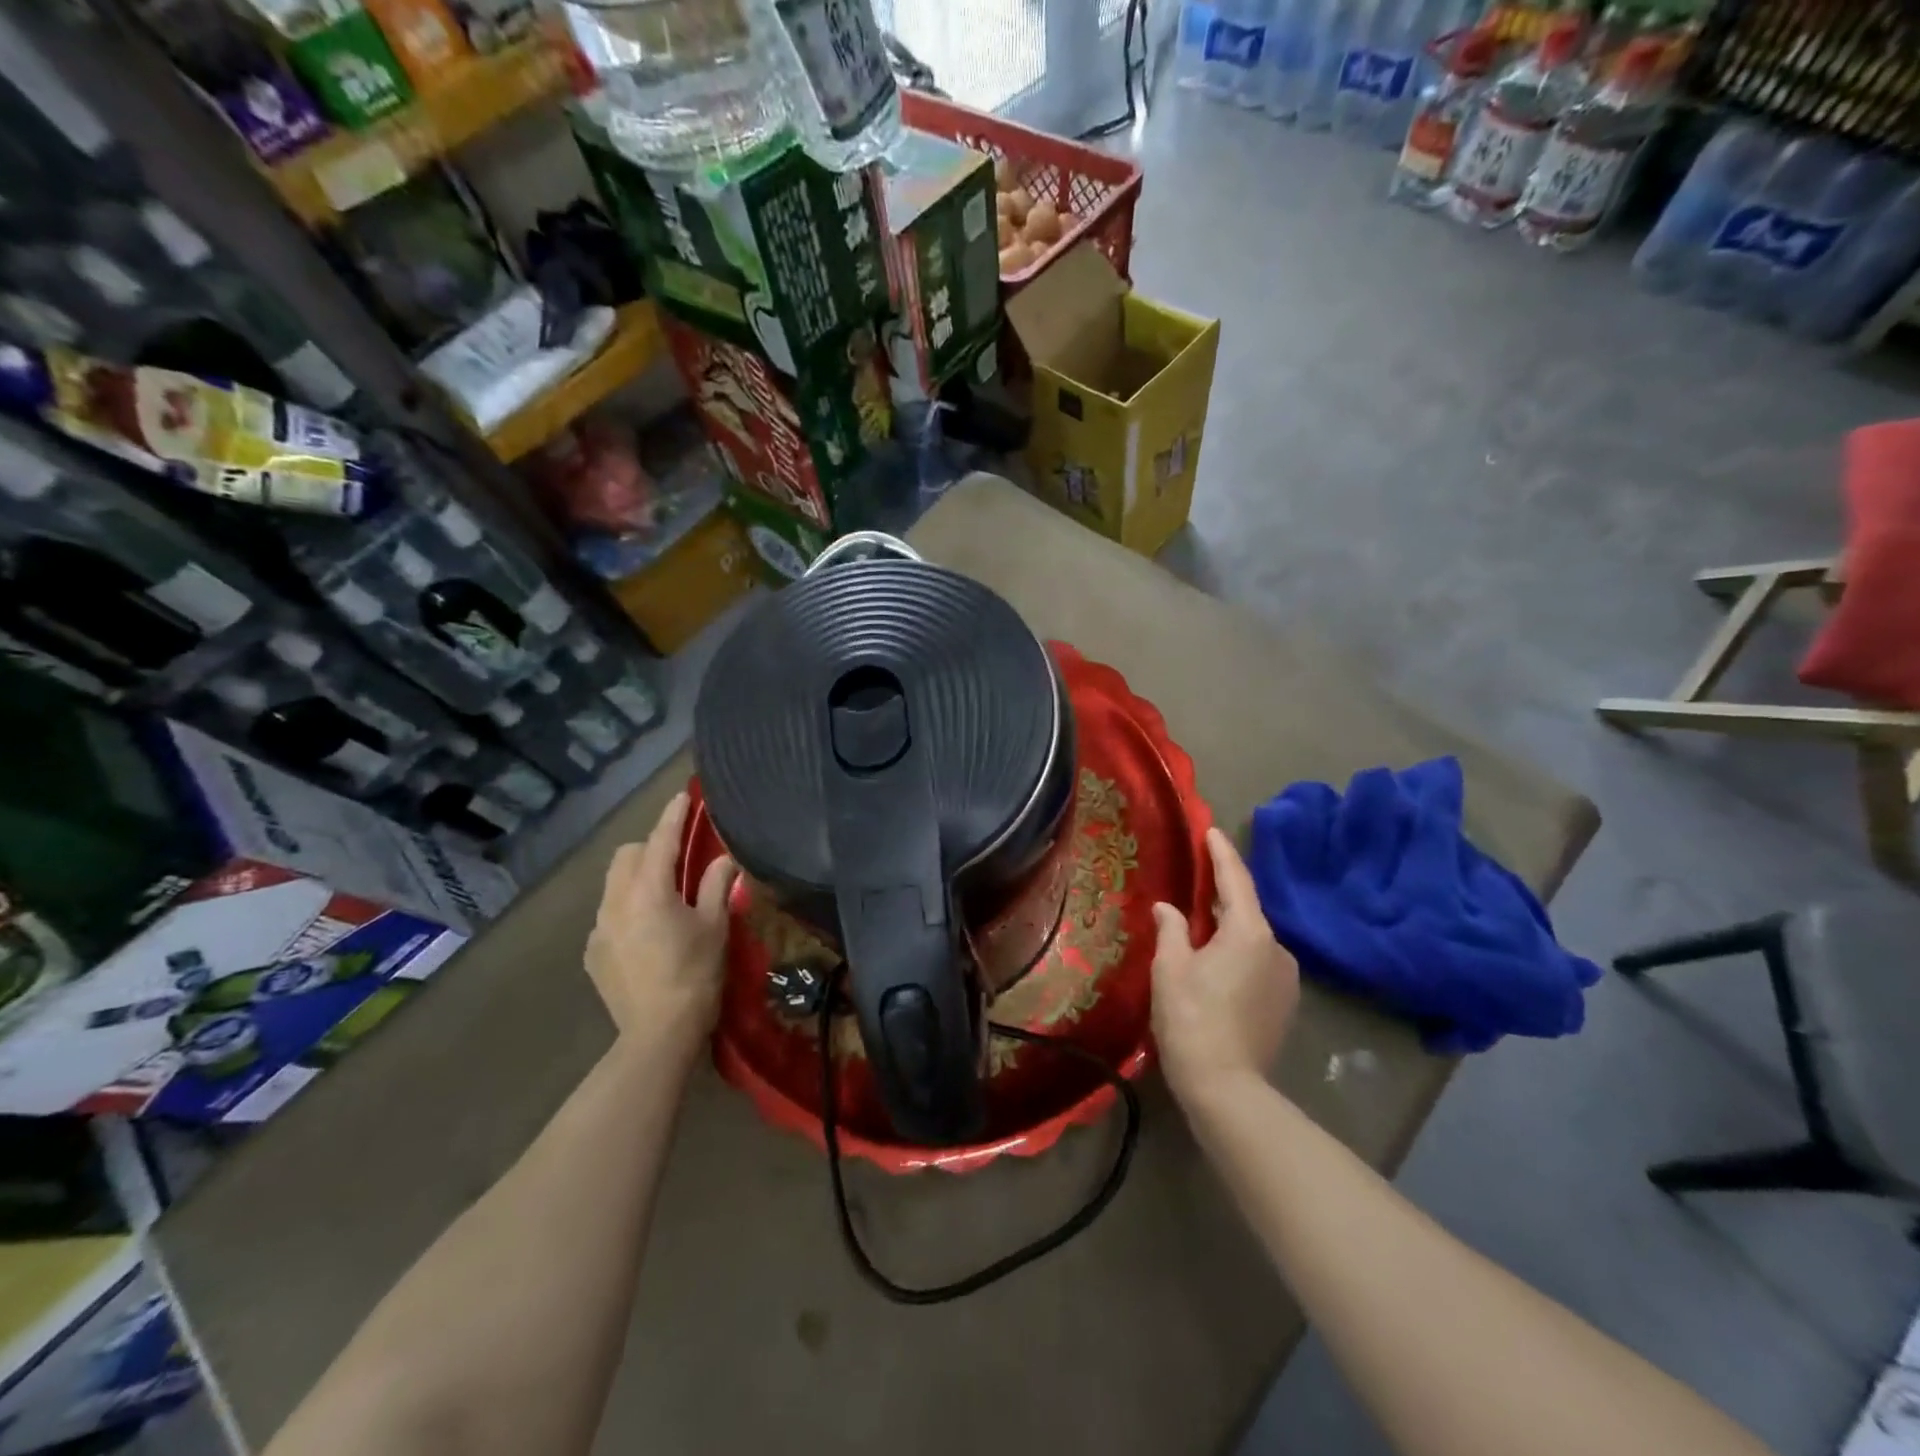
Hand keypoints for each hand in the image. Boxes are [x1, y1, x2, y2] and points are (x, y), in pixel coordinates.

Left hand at [586, 792, 737, 1054]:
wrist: (658, 1033)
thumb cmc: (695, 974)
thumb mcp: (714, 926)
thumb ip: (716, 885)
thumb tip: (724, 858)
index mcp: (650, 891)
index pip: (661, 840)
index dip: (673, 816)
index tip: (682, 796)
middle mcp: (616, 902)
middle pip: (627, 856)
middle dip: (649, 847)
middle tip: (677, 857)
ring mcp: (599, 928)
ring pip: (613, 884)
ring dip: (636, 877)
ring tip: (662, 895)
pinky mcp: (593, 952)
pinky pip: (608, 914)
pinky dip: (626, 909)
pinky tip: (647, 933)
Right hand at [1151, 826, 1299, 1107]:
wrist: (1226, 1087)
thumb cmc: (1191, 1017)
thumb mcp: (1171, 967)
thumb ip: (1171, 929)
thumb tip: (1168, 908)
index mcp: (1249, 932)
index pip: (1235, 880)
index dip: (1221, 853)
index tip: (1211, 831)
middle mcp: (1277, 948)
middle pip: (1246, 909)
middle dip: (1222, 893)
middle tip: (1196, 879)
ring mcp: (1286, 978)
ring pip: (1252, 939)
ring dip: (1229, 928)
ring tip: (1199, 926)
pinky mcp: (1285, 1003)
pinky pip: (1259, 962)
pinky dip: (1238, 953)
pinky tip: (1215, 963)